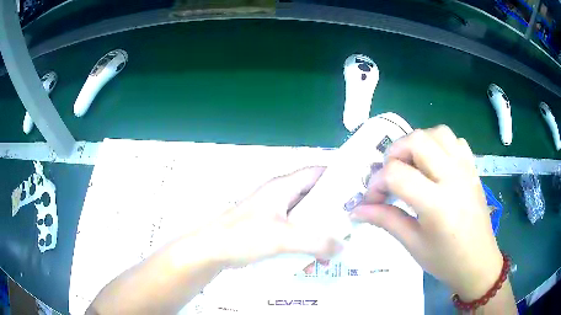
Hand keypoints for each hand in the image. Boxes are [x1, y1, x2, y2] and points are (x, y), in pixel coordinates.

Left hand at [205, 167, 342, 267]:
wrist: (212, 250)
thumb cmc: (244, 236)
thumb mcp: (283, 237)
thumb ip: (315, 241)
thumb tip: (342, 247)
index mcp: (282, 187)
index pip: (316, 172)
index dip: (336, 176)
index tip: (356, 189)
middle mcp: (279, 196)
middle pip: (312, 195)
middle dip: (332, 207)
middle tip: (351, 220)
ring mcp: (273, 213)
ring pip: (304, 214)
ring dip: (319, 226)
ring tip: (337, 240)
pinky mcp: (268, 228)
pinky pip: (294, 229)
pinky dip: (306, 237)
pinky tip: (314, 252)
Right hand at [351, 125, 502, 300]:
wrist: (479, 261)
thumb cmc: (445, 260)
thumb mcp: (413, 244)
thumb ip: (386, 220)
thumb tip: (357, 209)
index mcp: (436, 204)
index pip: (397, 174)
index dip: (376, 182)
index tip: (371, 198)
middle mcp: (453, 178)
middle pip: (417, 140)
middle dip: (394, 152)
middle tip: (389, 174)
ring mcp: (465, 169)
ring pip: (437, 132)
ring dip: (418, 143)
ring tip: (412, 165)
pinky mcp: (472, 168)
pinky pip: (455, 140)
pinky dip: (439, 144)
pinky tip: (435, 164)